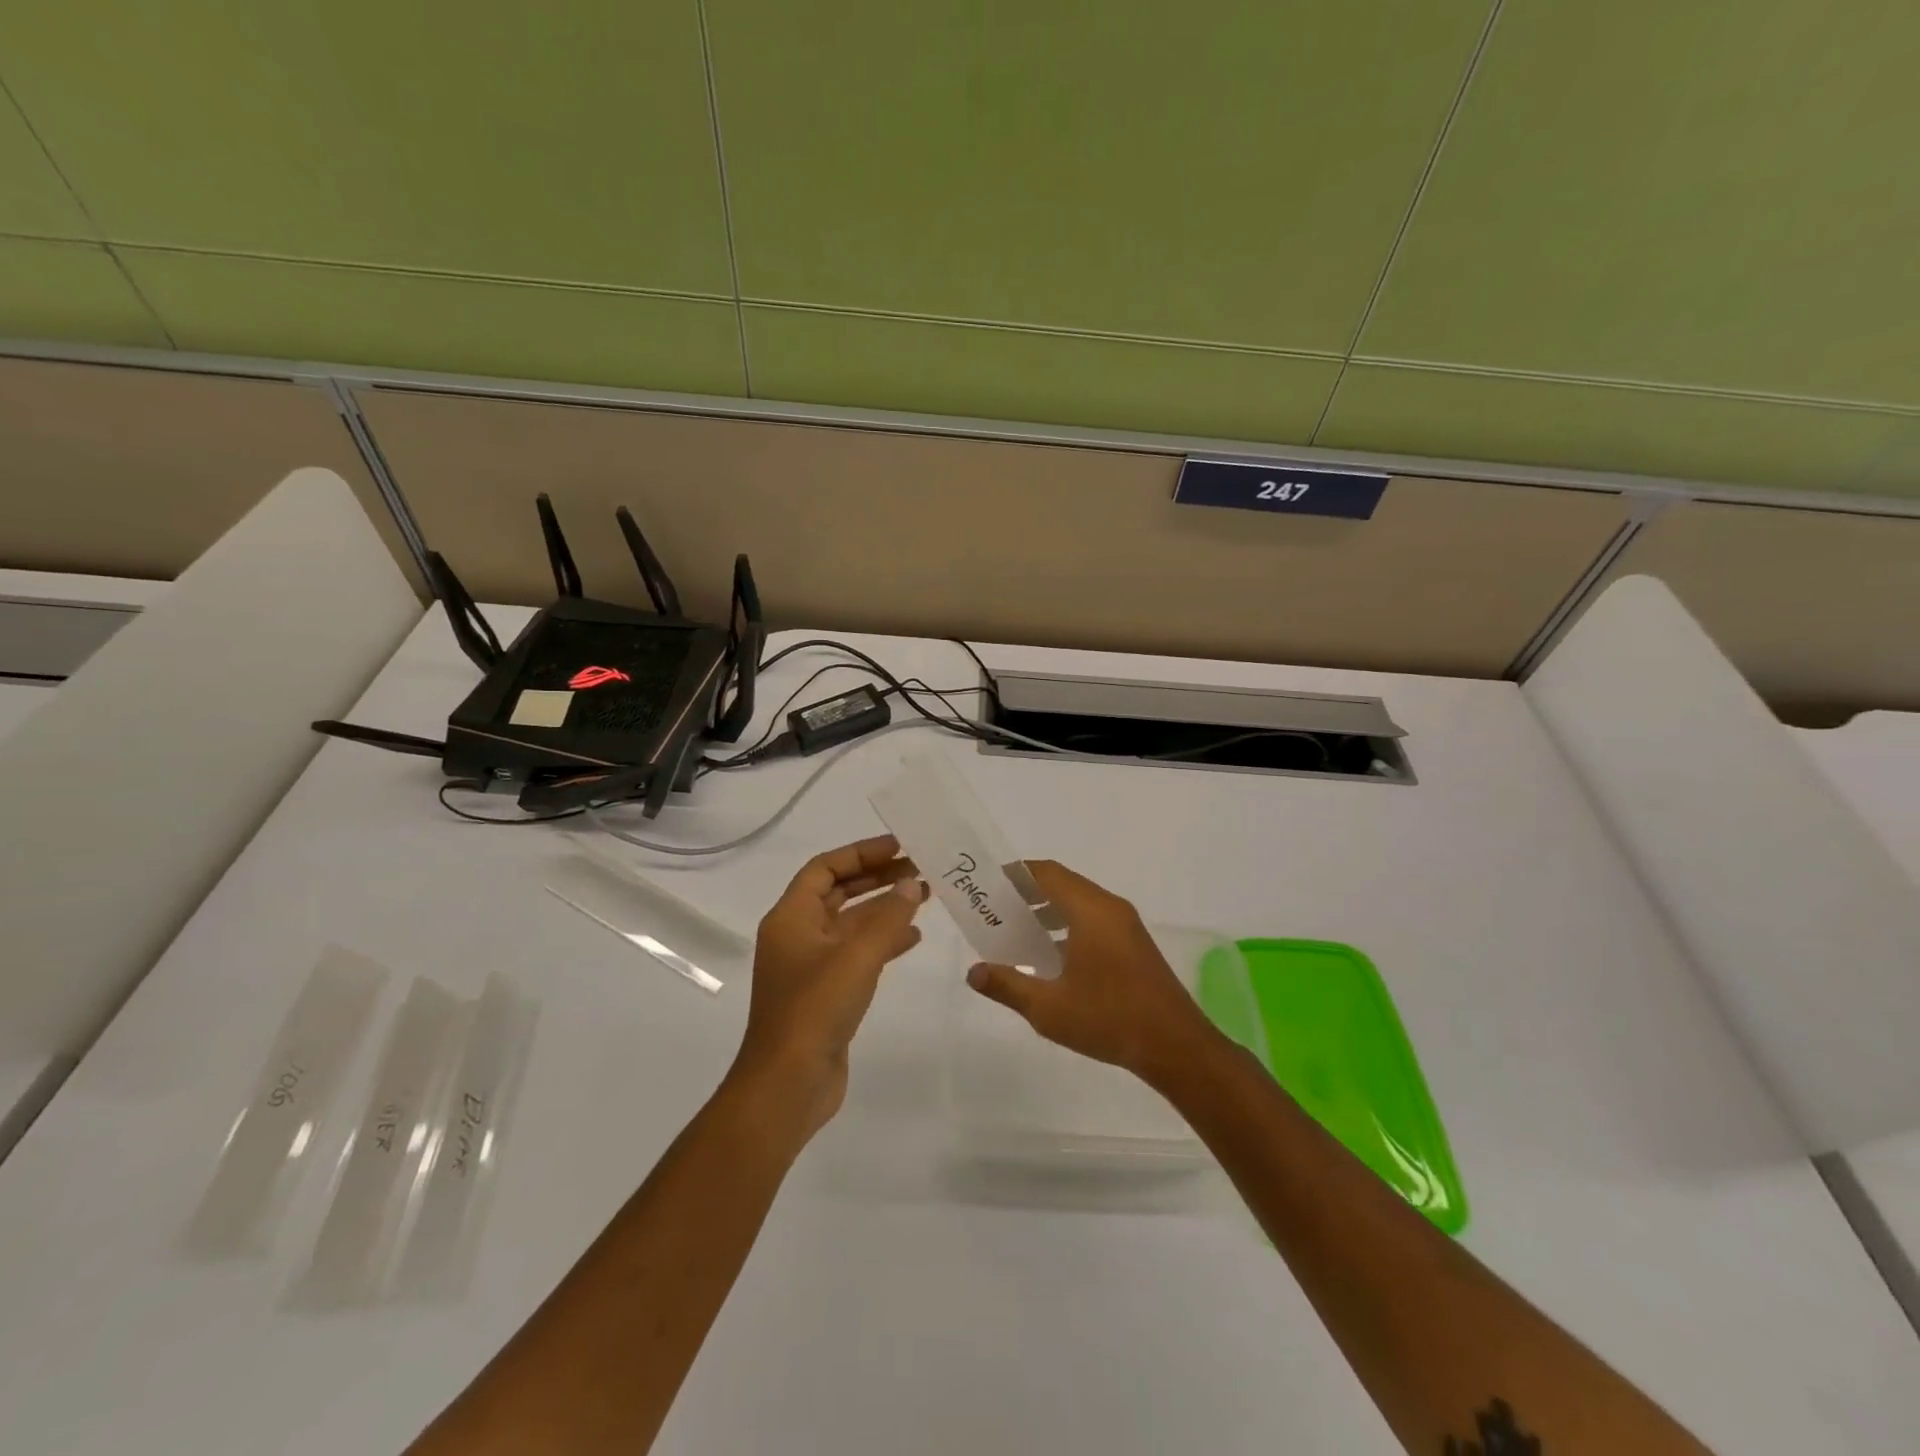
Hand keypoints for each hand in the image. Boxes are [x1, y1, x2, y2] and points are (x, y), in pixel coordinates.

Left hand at [732, 835, 927, 1134]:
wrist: (788, 1085)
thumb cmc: (814, 1010)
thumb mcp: (856, 956)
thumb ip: (888, 918)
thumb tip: (912, 885)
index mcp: (790, 918)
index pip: (825, 868)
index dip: (860, 853)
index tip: (899, 847)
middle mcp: (797, 936)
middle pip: (839, 892)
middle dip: (877, 878)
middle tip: (919, 868)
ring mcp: (811, 967)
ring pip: (851, 924)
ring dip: (884, 908)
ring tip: (925, 895)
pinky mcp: (826, 993)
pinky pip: (857, 953)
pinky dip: (883, 941)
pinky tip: (913, 937)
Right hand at [966, 860, 1221, 1084]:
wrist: (1176, 1047)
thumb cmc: (1109, 1019)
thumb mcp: (1049, 1007)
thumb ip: (1008, 985)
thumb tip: (973, 972)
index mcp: (1090, 911)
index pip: (1048, 874)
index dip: (1017, 874)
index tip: (989, 885)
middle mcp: (1110, 908)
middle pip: (1063, 885)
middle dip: (1028, 894)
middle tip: (996, 910)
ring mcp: (1126, 926)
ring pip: (1080, 904)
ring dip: (1048, 911)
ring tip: (1017, 932)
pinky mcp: (1134, 945)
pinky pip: (1094, 921)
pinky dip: (1068, 926)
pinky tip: (1050, 957)